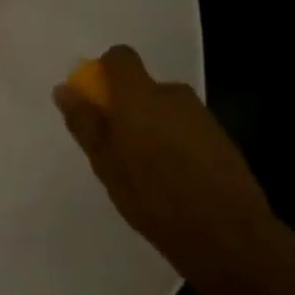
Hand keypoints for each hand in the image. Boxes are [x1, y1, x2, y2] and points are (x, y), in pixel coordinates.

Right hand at [53, 45, 275, 270]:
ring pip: (165, 110)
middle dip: (127, 109)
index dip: (105, 72)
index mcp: (140, 95)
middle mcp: (173, 95)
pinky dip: (174, 143)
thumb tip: (65, 88)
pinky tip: (174, 181)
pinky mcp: (221, 138)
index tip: (96, 104)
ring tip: (146, 172)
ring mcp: (201, 115)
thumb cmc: (155, 198)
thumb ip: (86, 122)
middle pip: (143, 87)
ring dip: (151, 128)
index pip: (120, 57)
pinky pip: (185, 128)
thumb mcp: (106, 164)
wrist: (229, 237)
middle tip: (117, 150)